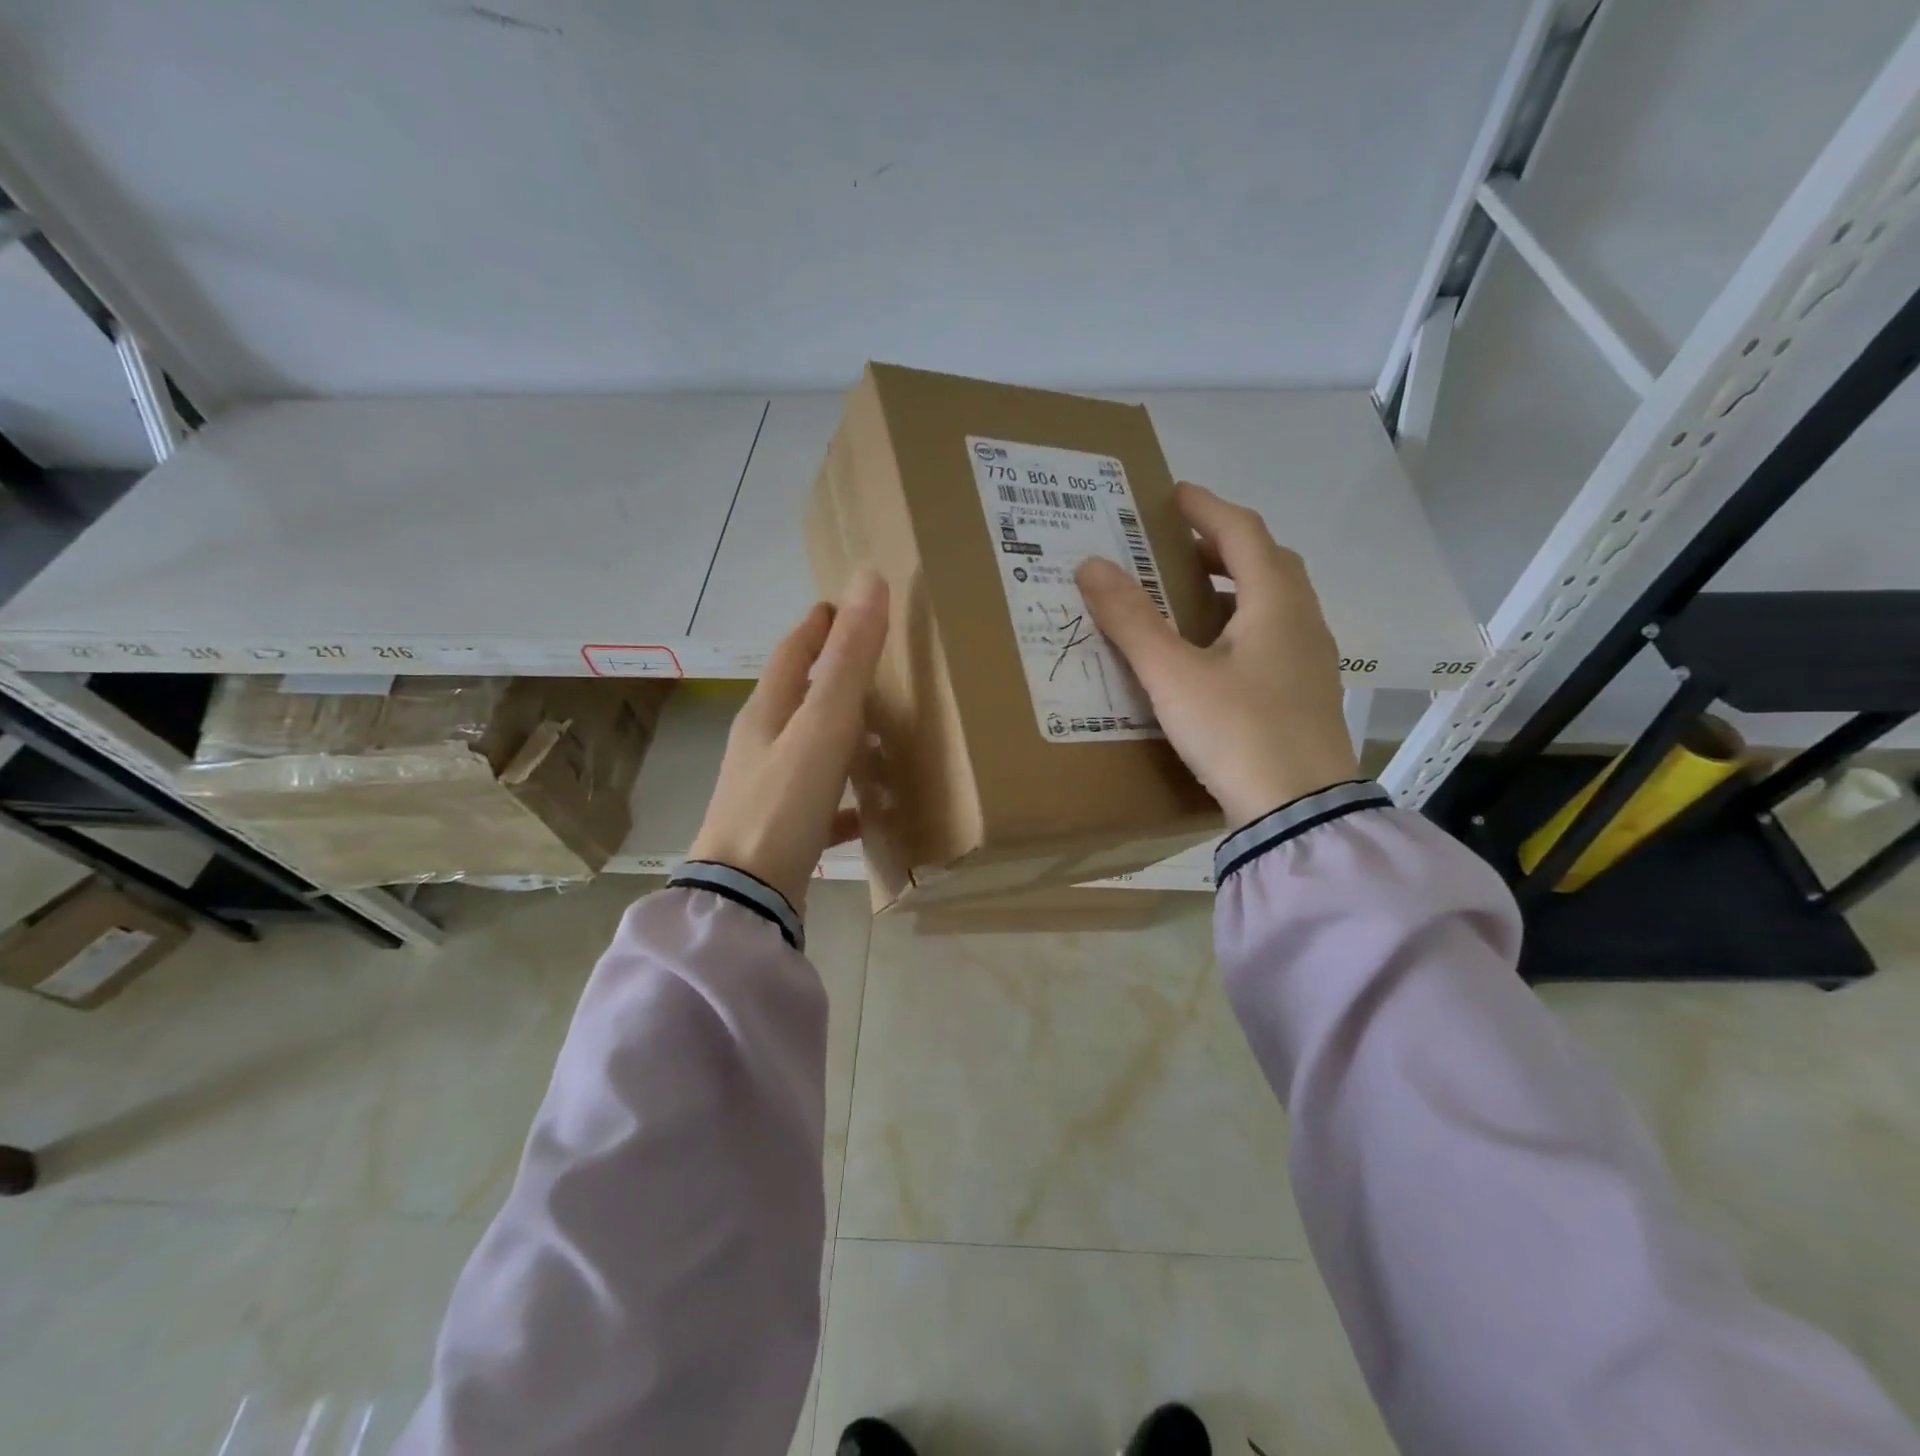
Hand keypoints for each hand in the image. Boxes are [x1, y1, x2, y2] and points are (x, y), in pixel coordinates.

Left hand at [688, 568, 889, 908]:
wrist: (745, 896)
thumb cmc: (783, 803)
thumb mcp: (822, 725)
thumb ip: (848, 659)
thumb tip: (867, 578)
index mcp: (768, 713)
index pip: (793, 653)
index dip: (817, 626)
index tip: (838, 606)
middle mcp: (762, 745)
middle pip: (798, 699)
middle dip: (829, 677)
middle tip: (869, 665)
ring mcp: (769, 789)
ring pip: (810, 748)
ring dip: (840, 734)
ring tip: (880, 732)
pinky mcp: (782, 829)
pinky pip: (821, 801)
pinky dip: (846, 795)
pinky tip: (872, 808)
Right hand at [1075, 482, 1358, 826]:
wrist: (1298, 811)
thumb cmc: (1236, 732)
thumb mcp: (1173, 676)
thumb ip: (1132, 621)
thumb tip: (1091, 566)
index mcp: (1275, 604)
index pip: (1244, 533)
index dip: (1207, 508)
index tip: (1173, 495)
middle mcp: (1302, 621)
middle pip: (1266, 563)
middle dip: (1222, 546)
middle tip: (1176, 548)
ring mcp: (1311, 659)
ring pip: (1274, 601)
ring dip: (1234, 585)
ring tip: (1188, 597)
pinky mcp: (1307, 693)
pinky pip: (1274, 635)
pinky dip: (1242, 622)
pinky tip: (1214, 652)